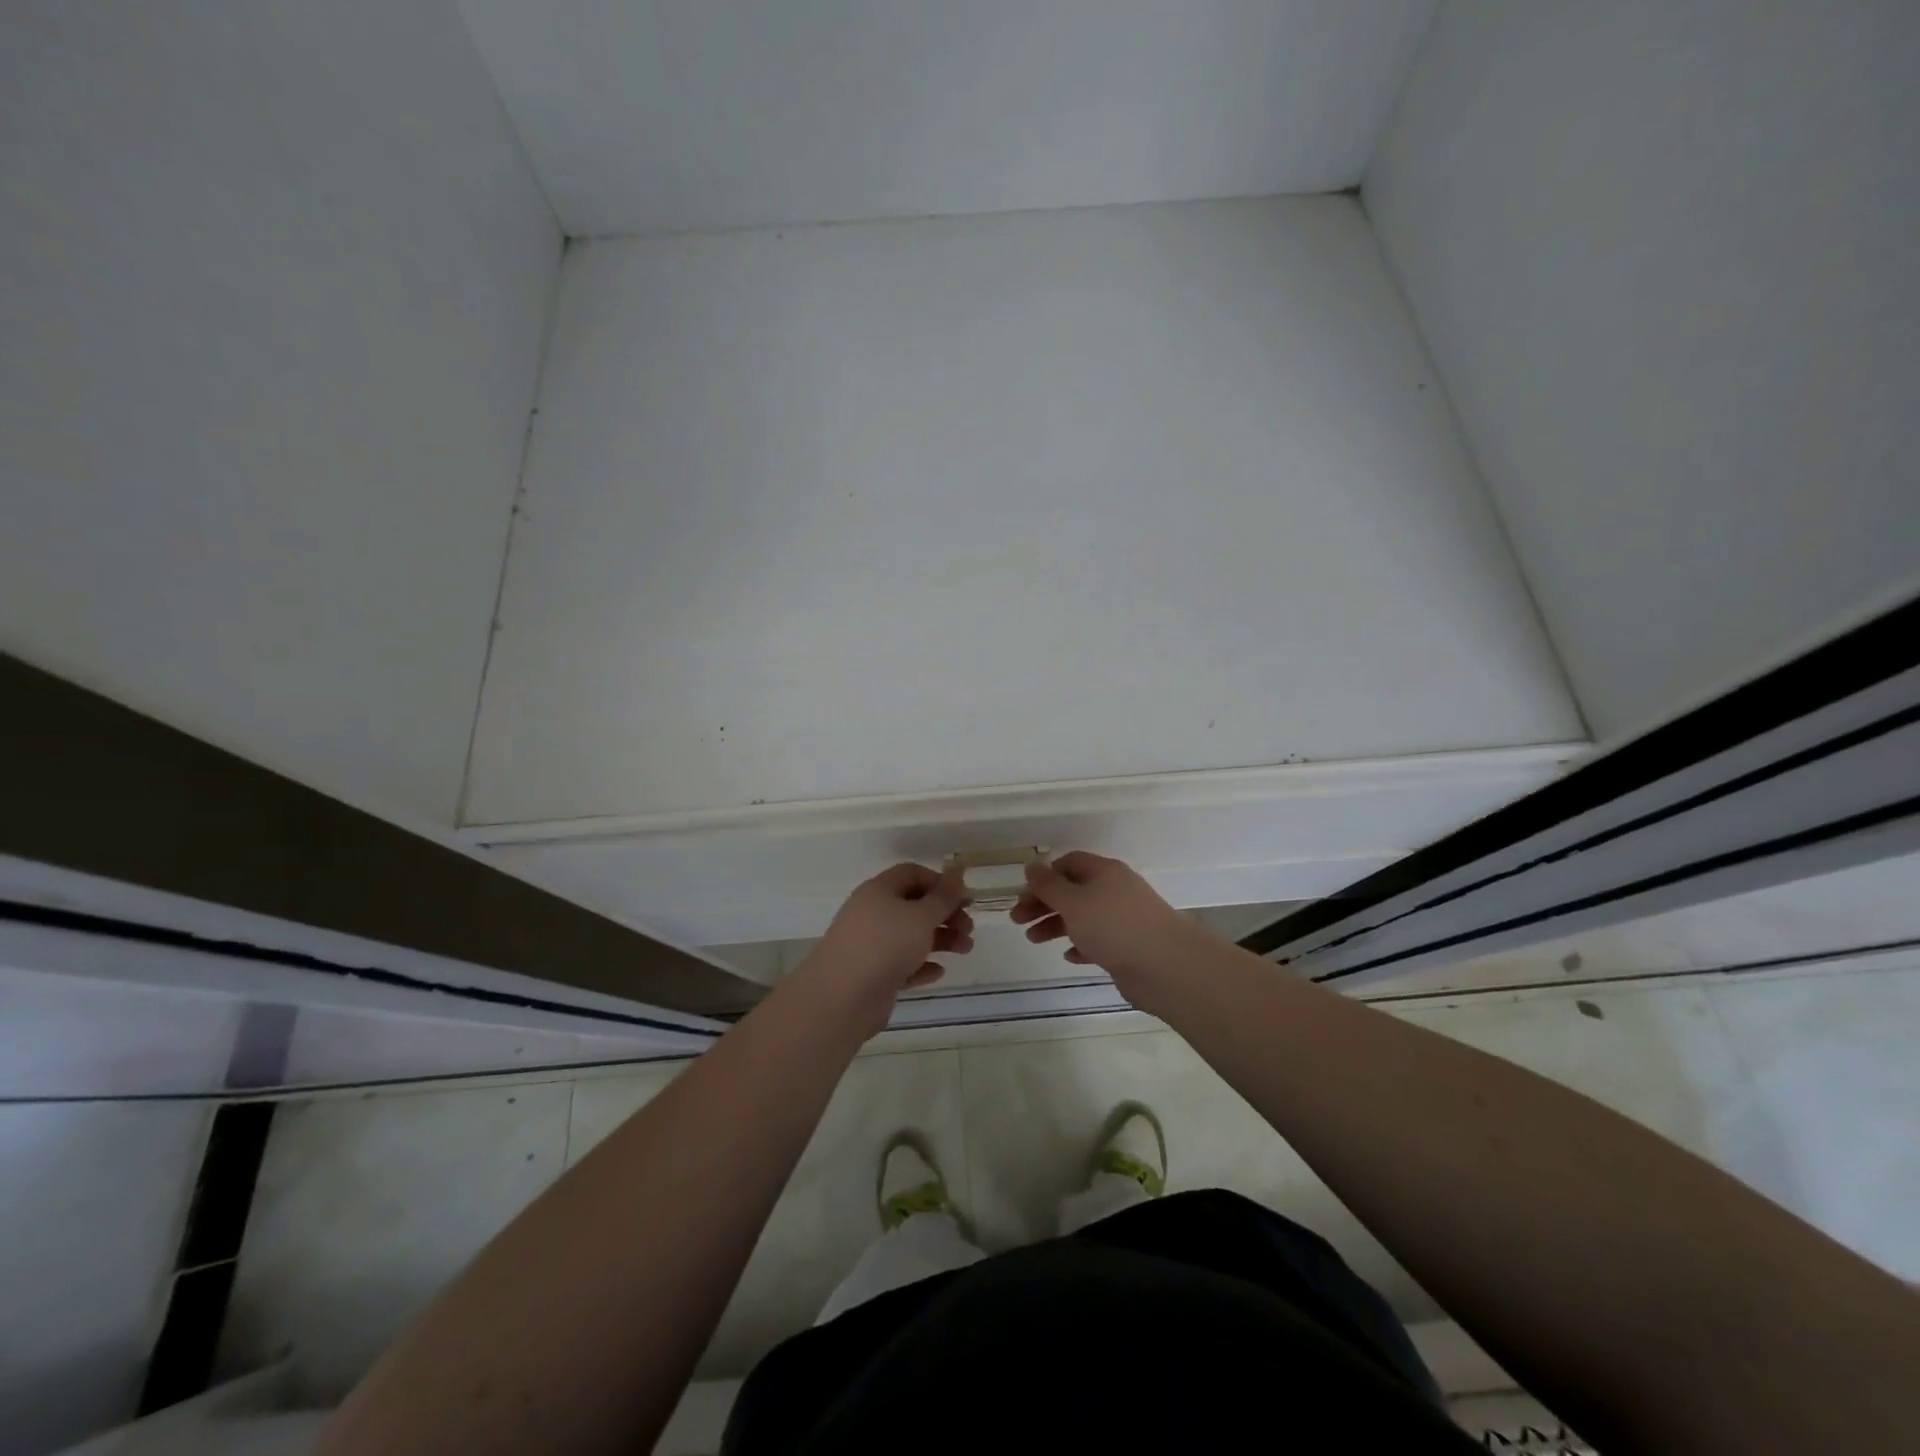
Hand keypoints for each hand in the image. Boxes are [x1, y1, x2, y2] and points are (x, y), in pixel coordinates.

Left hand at [794, 863, 973, 1030]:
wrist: (842, 998)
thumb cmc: (885, 945)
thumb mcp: (921, 916)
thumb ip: (943, 896)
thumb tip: (957, 870)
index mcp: (879, 891)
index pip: (912, 874)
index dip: (940, 882)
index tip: (963, 898)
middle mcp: (872, 913)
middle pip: (914, 906)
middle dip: (945, 915)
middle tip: (969, 929)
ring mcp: (871, 945)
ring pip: (911, 936)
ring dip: (940, 940)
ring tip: (965, 950)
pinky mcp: (873, 974)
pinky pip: (902, 964)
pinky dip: (921, 965)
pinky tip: (938, 972)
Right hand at [1009, 851, 1202, 1006]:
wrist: (1165, 966)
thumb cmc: (1114, 926)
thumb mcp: (1073, 901)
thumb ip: (1048, 885)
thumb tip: (1031, 865)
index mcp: (1104, 872)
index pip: (1069, 863)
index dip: (1045, 875)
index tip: (1024, 894)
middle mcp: (1115, 890)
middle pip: (1072, 890)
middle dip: (1043, 903)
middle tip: (1017, 920)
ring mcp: (1123, 919)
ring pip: (1083, 916)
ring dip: (1056, 925)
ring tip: (1033, 940)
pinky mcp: (1128, 946)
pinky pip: (1098, 940)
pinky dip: (1080, 944)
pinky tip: (1068, 956)